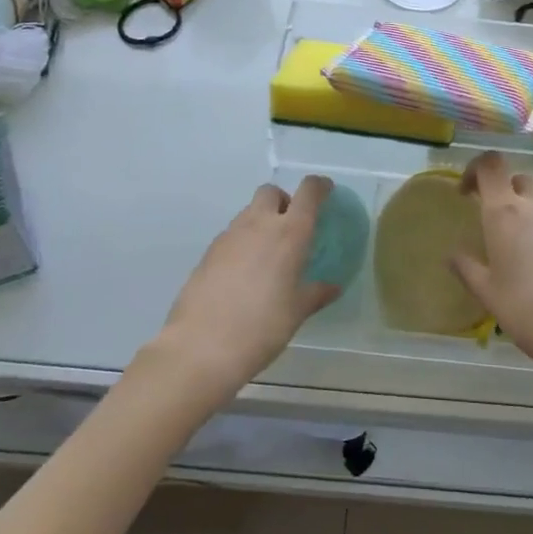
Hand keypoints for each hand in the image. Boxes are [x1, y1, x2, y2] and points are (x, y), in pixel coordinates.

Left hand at [149, 178, 339, 395]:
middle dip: (284, 200)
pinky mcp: (208, 253)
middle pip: (271, 192)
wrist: (200, 347)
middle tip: (292, 227)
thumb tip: (332, 286)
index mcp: (289, 233)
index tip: (327, 191)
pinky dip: (244, 242)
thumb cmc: (261, 327)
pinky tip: (245, 273)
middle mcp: (258, 225)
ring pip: (249, 213)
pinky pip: (232, 235)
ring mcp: (228, 236)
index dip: (320, 186)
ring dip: (262, 221)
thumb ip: (316, 293)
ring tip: (269, 255)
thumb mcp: (296, 312)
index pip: (308, 192)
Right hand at [450, 152, 532, 394]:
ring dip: (526, 213)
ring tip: (519, 251)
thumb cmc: (529, 312)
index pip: (491, 165)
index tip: (465, 192)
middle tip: (491, 222)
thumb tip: (453, 255)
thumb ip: (467, 268)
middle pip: (517, 180)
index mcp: (505, 213)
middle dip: (502, 191)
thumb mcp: (488, 294)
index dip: (475, 169)